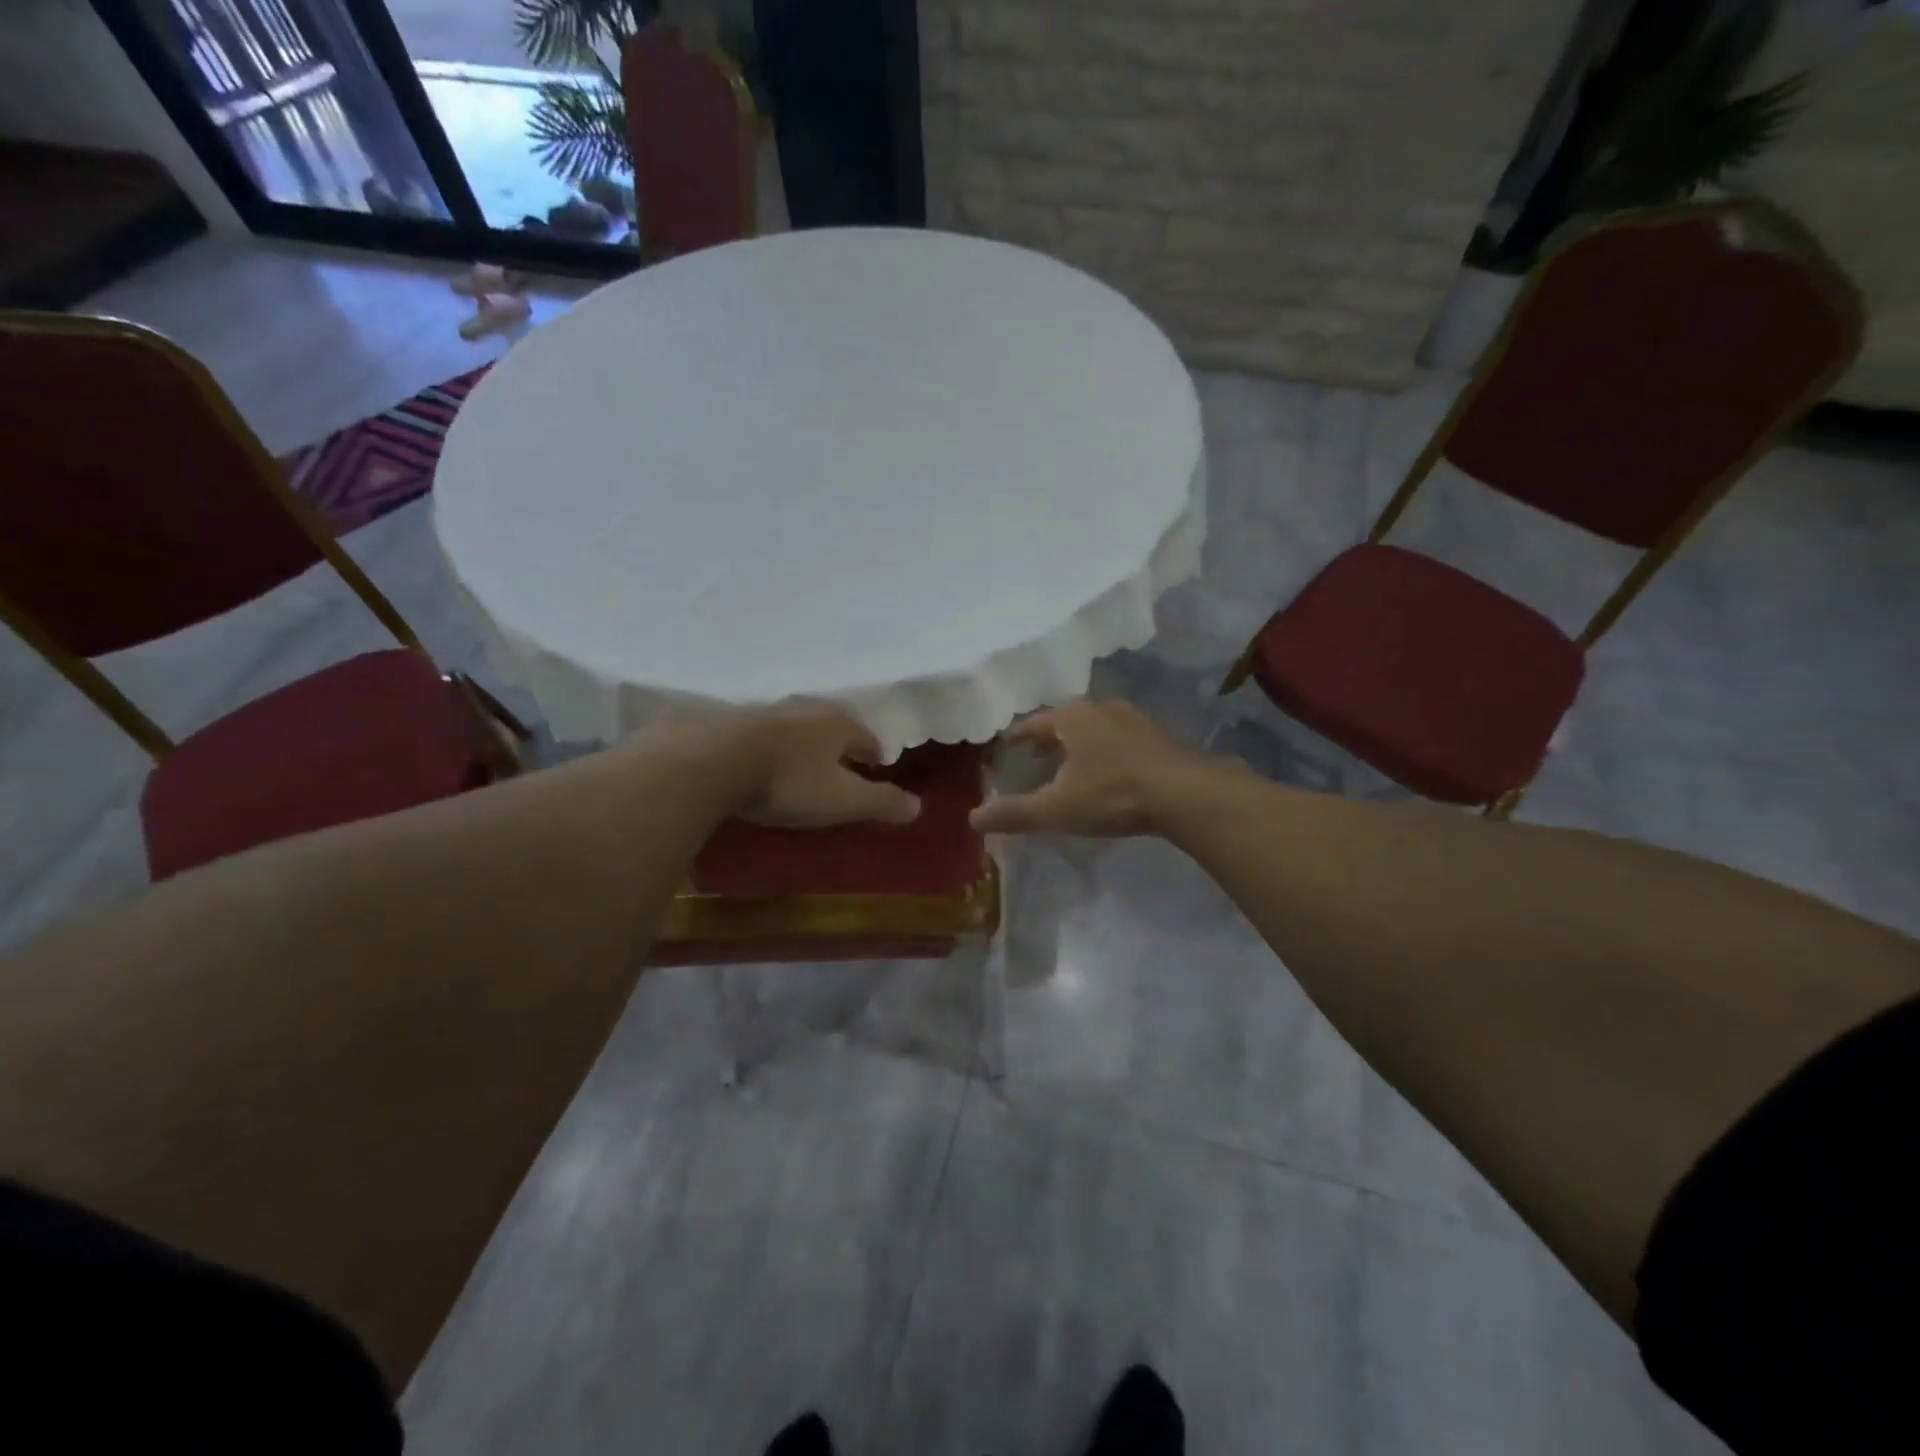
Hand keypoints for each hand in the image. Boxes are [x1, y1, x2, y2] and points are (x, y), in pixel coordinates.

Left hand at [716, 702, 921, 828]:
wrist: (712, 762)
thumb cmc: (789, 781)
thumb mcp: (843, 800)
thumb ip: (881, 802)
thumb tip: (919, 806)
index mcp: (837, 724)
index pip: (866, 737)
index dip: (873, 754)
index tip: (876, 769)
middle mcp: (805, 711)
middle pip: (832, 728)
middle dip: (840, 746)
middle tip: (843, 768)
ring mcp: (766, 714)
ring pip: (797, 729)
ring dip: (804, 746)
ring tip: (805, 766)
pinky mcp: (732, 724)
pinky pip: (763, 736)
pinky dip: (771, 749)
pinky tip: (763, 763)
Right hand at [971, 698, 1210, 836]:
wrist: (1184, 793)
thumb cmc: (1112, 794)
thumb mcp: (1057, 808)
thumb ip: (1015, 813)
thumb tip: (973, 818)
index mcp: (1071, 717)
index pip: (1033, 723)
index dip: (1018, 738)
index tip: (1007, 747)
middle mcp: (1100, 708)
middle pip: (1064, 721)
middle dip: (1048, 739)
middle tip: (1035, 758)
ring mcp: (1133, 718)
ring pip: (1094, 727)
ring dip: (1078, 744)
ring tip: (1070, 765)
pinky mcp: (1157, 735)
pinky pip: (1118, 737)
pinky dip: (1104, 750)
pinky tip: (1108, 771)